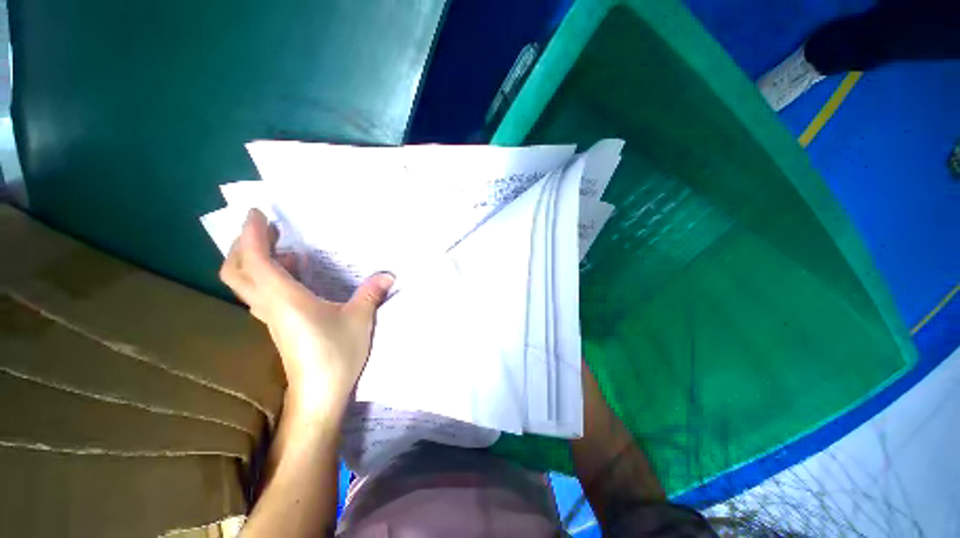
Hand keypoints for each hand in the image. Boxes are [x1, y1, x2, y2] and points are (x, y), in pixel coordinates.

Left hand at [219, 209, 393, 415]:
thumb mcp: (359, 318)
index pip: (256, 259)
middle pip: (237, 271)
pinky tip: (295, 276)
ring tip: (282, 248)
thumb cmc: (336, 353)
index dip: (252, 234)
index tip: (256, 213)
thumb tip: (388, 274)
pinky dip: (269, 276)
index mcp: (284, 298)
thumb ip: (371, 292)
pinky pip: (262, 294)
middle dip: (243, 245)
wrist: (318, 394)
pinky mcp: (279, 326)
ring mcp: (271, 317)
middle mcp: (270, 305)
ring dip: (255, 260)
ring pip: (247, 283)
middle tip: (264, 228)